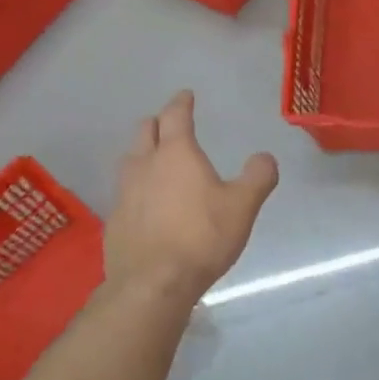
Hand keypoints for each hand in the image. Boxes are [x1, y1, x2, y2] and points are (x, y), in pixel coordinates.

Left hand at [106, 91, 278, 299]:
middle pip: (145, 131)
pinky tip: (146, 203)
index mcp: (176, 154)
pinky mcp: (114, 220)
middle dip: (157, 123)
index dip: (181, 103)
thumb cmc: (201, 237)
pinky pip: (124, 192)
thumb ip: (258, 177)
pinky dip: (136, 187)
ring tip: (155, 159)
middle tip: (169, 124)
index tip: (186, 95)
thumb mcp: (243, 206)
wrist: (152, 283)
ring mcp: (124, 193)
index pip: (175, 116)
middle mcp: (144, 165)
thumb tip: (264, 157)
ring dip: (142, 152)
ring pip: (130, 160)